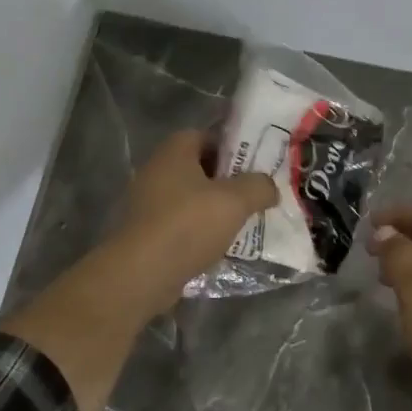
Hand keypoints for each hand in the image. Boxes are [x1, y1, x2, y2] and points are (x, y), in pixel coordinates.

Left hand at [110, 130, 278, 315]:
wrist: (141, 274)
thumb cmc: (188, 224)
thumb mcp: (235, 201)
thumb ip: (259, 186)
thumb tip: (269, 187)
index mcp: (174, 151)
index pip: (207, 136)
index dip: (233, 148)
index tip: (256, 166)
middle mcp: (156, 171)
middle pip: (199, 168)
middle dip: (227, 182)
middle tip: (254, 195)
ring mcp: (147, 203)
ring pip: (191, 199)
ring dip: (214, 209)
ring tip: (242, 223)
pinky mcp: (145, 233)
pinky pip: (180, 225)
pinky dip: (199, 232)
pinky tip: (219, 246)